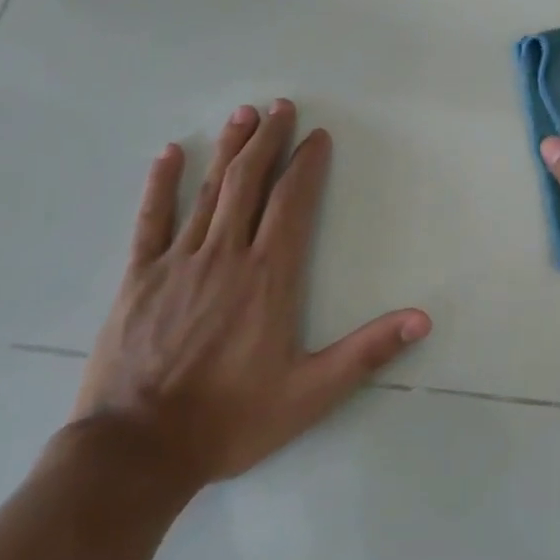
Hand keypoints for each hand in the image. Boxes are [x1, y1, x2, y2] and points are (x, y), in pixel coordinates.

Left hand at [71, 101, 431, 488]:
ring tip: (243, 114)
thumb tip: (423, 319)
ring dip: (228, 149)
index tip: (317, 136)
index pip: (292, 202)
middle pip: (249, 183)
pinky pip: (151, 220)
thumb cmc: (230, 420)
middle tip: (281, 106)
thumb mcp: (311, 393)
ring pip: (208, 191)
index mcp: (269, 276)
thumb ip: (367, 352)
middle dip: (268, 140)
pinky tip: (170, 153)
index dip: (306, 164)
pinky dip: (161, 184)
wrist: (136, 453)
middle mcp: (226, 255)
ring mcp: (178, 262)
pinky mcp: (139, 278)